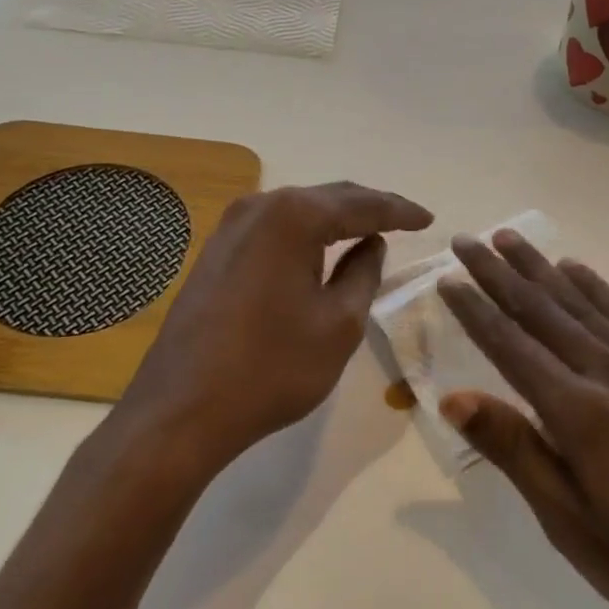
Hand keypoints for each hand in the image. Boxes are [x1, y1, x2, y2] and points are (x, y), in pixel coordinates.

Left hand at [120, 182, 433, 469]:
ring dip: (336, 219)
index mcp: (294, 216)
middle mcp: (260, 207)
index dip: (399, 211)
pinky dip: (306, 234)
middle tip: (407, 221)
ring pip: (299, 211)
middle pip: (328, 198)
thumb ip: (363, 273)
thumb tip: (371, 243)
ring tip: (371, 230)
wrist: (180, 410)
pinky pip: (275, 230)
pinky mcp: (216, 251)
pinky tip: (322, 248)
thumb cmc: (271, 368)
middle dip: (370, 208)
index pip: (362, 204)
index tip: (429, 219)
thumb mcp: (338, 324)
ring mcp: (231, 227)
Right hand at [437, 231, 608, 608]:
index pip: (510, 345)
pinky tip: (577, 270)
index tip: (446, 278)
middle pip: (541, 310)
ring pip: (581, 302)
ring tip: (509, 239)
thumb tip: (454, 397)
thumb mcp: (573, 525)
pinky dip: (595, 287)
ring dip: (540, 268)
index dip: (474, 310)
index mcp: (578, 411)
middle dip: (498, 273)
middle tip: (466, 239)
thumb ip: (516, 450)